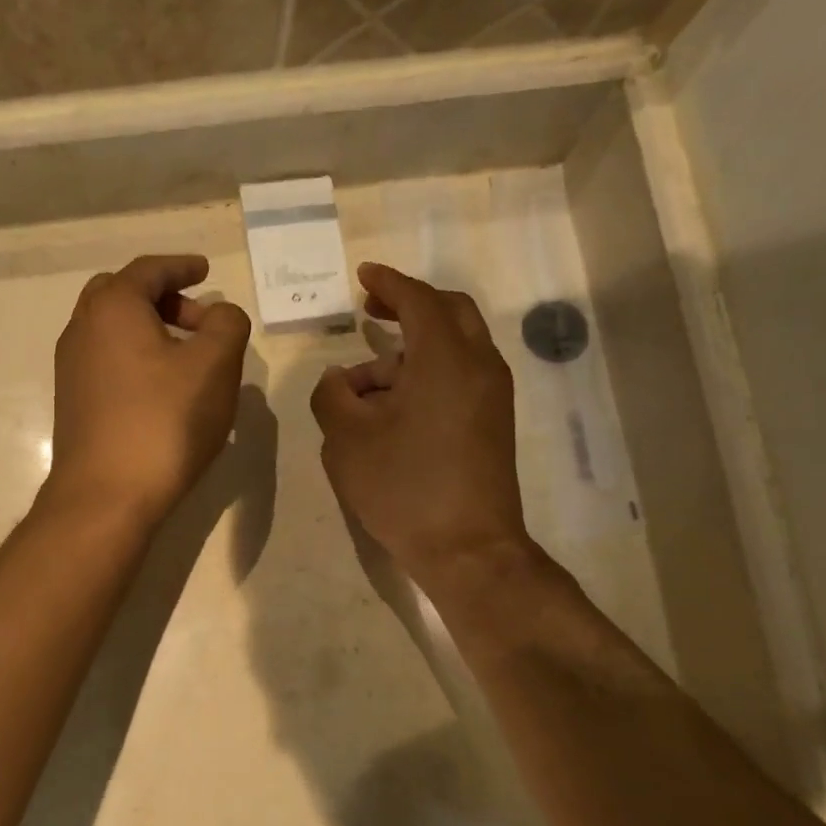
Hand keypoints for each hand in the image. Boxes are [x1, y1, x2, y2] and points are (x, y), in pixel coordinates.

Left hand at [44, 255, 251, 526]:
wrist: (106, 496)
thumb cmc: (164, 422)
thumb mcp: (215, 365)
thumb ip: (227, 324)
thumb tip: (220, 315)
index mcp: (113, 307)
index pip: (150, 269)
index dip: (183, 266)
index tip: (206, 271)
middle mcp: (82, 329)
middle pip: (122, 294)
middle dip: (163, 298)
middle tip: (199, 319)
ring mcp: (72, 368)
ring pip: (113, 330)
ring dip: (150, 330)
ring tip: (188, 357)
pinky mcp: (74, 403)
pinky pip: (108, 361)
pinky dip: (136, 357)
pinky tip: (164, 389)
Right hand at [311, 263, 535, 588]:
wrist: (468, 549)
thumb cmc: (404, 487)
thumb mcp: (346, 440)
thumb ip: (332, 396)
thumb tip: (337, 379)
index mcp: (445, 358)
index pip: (418, 300)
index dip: (388, 283)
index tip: (363, 276)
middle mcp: (479, 366)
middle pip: (449, 313)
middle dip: (409, 305)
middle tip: (372, 311)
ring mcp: (492, 396)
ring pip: (454, 348)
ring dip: (410, 351)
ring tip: (362, 387)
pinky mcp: (493, 423)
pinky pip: (460, 376)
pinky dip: (427, 374)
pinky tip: (391, 407)